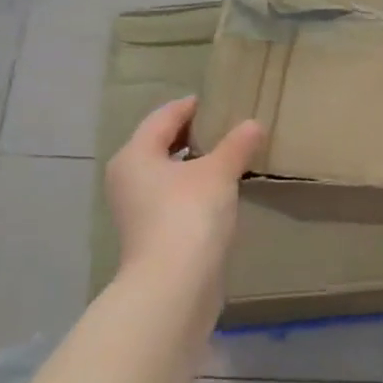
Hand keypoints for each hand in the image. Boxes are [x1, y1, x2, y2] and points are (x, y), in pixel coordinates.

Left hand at [105, 97, 266, 282]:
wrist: (174, 282)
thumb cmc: (189, 214)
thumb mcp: (219, 173)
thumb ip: (236, 146)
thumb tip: (253, 124)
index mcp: (135, 155)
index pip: (163, 118)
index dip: (190, 106)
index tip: (218, 100)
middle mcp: (128, 177)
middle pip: (161, 145)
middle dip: (193, 135)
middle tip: (228, 126)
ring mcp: (138, 208)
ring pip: (169, 173)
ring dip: (196, 163)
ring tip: (230, 157)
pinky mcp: (153, 231)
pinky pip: (175, 196)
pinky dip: (195, 187)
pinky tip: (222, 191)